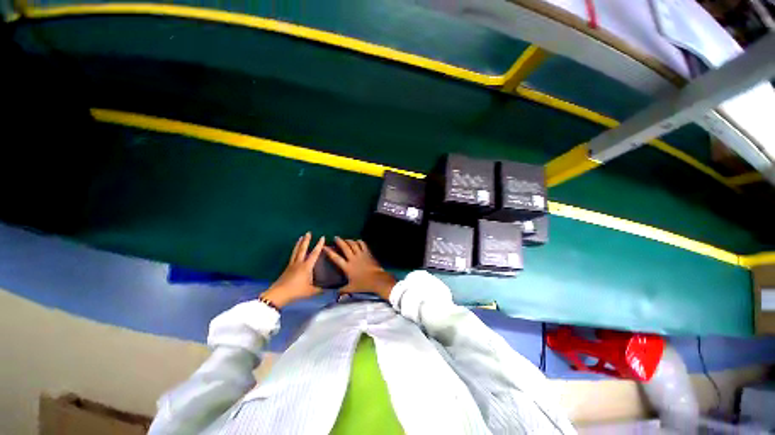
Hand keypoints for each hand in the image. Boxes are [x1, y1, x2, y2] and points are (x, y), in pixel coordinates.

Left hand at [260, 232, 324, 308]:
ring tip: (301, 237)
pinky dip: (294, 251)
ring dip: (299, 243)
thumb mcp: (311, 291)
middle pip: (302, 249)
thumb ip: (321, 289)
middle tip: (308, 232)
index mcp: (306, 267)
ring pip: (296, 251)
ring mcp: (292, 265)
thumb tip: (330, 289)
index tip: (322, 237)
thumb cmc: (296, 291)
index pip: (314, 253)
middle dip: (306, 240)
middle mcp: (299, 263)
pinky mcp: (287, 268)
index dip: (319, 245)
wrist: (279, 294)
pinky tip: (295, 251)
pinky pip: (292, 256)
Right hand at [325, 237, 395, 300]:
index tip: (324, 247)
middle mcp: (353, 259)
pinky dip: (359, 241)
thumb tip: (335, 293)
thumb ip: (342, 290)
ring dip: (348, 240)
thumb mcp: (351, 288)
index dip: (329, 252)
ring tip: (345, 239)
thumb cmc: (363, 284)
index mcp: (347, 267)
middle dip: (339, 241)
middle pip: (345, 247)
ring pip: (353, 244)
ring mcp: (361, 255)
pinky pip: (363, 245)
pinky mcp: (367, 253)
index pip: (336, 258)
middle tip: (336, 237)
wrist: (377, 279)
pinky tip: (357, 240)